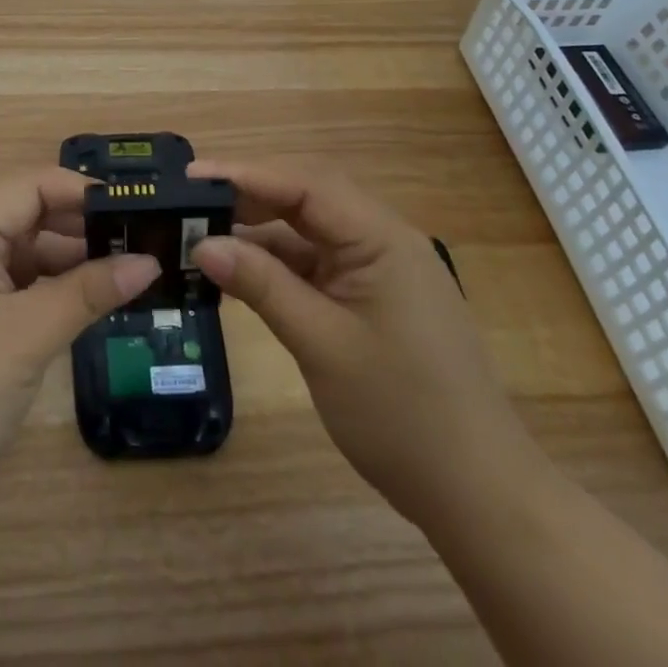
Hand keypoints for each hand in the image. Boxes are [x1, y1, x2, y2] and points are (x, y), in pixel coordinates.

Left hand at [0, 169, 159, 517]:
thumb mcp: (27, 337)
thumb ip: (88, 292)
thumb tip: (149, 262)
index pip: (27, 184)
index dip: (78, 189)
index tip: (131, 206)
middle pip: (25, 214)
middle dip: (79, 224)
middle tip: (139, 239)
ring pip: (22, 252)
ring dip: (69, 258)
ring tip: (127, 269)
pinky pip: (14, 285)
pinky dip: (50, 288)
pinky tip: (89, 300)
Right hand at [188, 159, 544, 529]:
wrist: (479, 495)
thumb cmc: (403, 415)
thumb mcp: (322, 345)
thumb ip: (262, 285)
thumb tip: (202, 245)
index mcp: (381, 237)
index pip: (304, 183)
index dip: (243, 173)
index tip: (188, 176)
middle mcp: (382, 239)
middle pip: (306, 197)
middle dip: (247, 195)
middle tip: (188, 203)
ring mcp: (379, 268)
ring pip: (308, 230)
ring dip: (259, 231)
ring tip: (202, 234)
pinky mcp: (372, 296)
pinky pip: (316, 263)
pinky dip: (277, 264)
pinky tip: (241, 274)